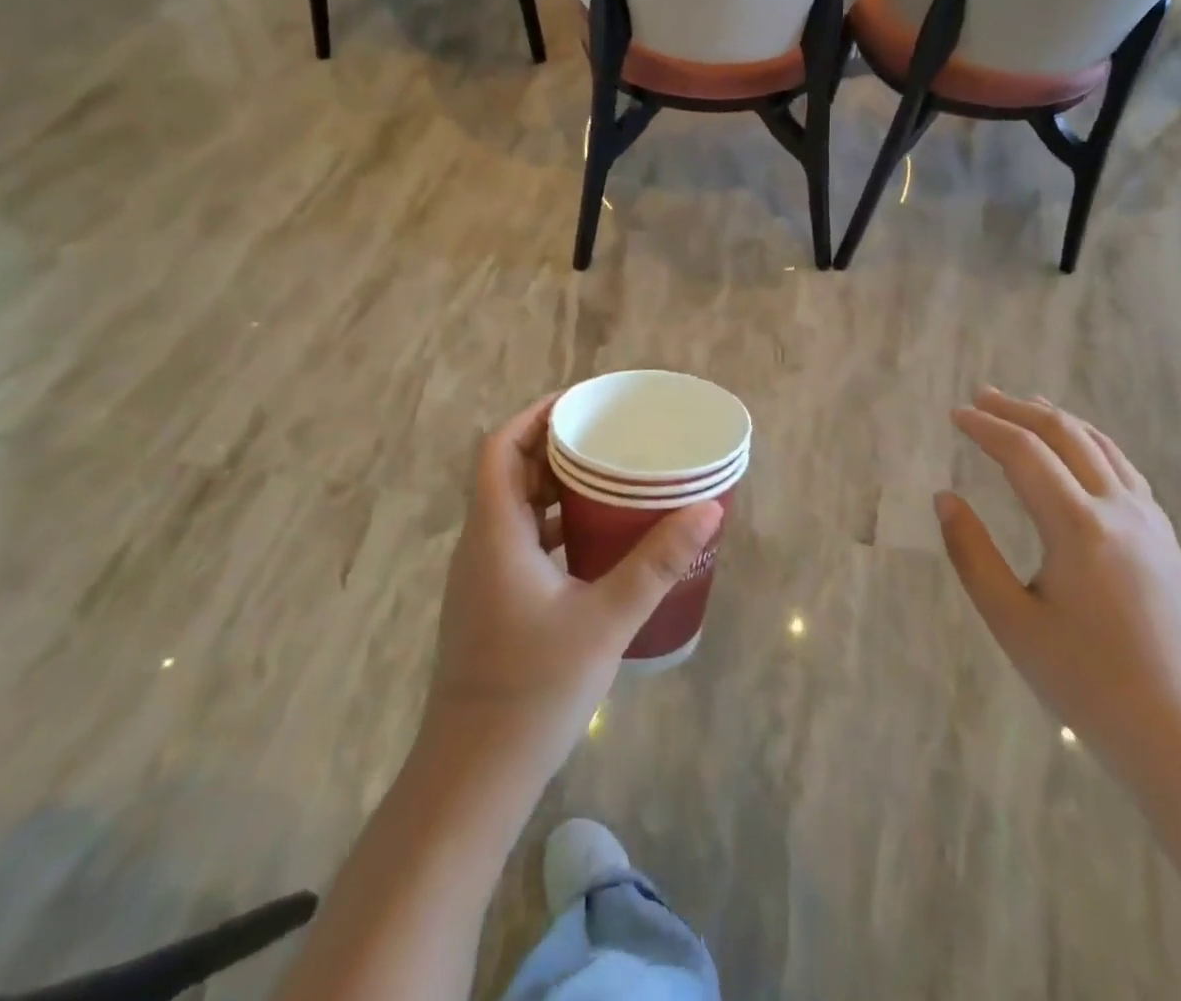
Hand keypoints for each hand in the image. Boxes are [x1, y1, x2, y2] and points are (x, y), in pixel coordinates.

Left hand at [422, 393, 723, 778]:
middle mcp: (482, 545)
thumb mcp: (606, 618)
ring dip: (557, 487)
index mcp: (495, 533)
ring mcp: (484, 577)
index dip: (535, 416)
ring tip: (611, 476)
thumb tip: (707, 509)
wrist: (473, 778)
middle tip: (610, 435)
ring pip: (517, 509)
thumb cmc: (533, 690)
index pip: (500, 448)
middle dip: (556, 446)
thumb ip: (657, 562)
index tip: (582, 403)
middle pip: (510, 472)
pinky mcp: (494, 603)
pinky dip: (557, 525)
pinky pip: (524, 541)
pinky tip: (599, 539)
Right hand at [937, 389, 1180, 788]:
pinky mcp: (1166, 539)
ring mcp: (1150, 521)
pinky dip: (1091, 443)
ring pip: (1100, 445)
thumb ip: (972, 554)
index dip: (985, 428)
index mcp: (1078, 527)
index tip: (955, 414)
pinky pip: (1124, 469)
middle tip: (981, 397)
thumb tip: (945, 499)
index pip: (1024, 453)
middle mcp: (1119, 509)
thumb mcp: (1012, 623)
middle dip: (1018, 410)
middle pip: (1064, 435)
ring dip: (1057, 419)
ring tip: (1025, 405)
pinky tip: (1080, 450)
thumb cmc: (1087, 684)